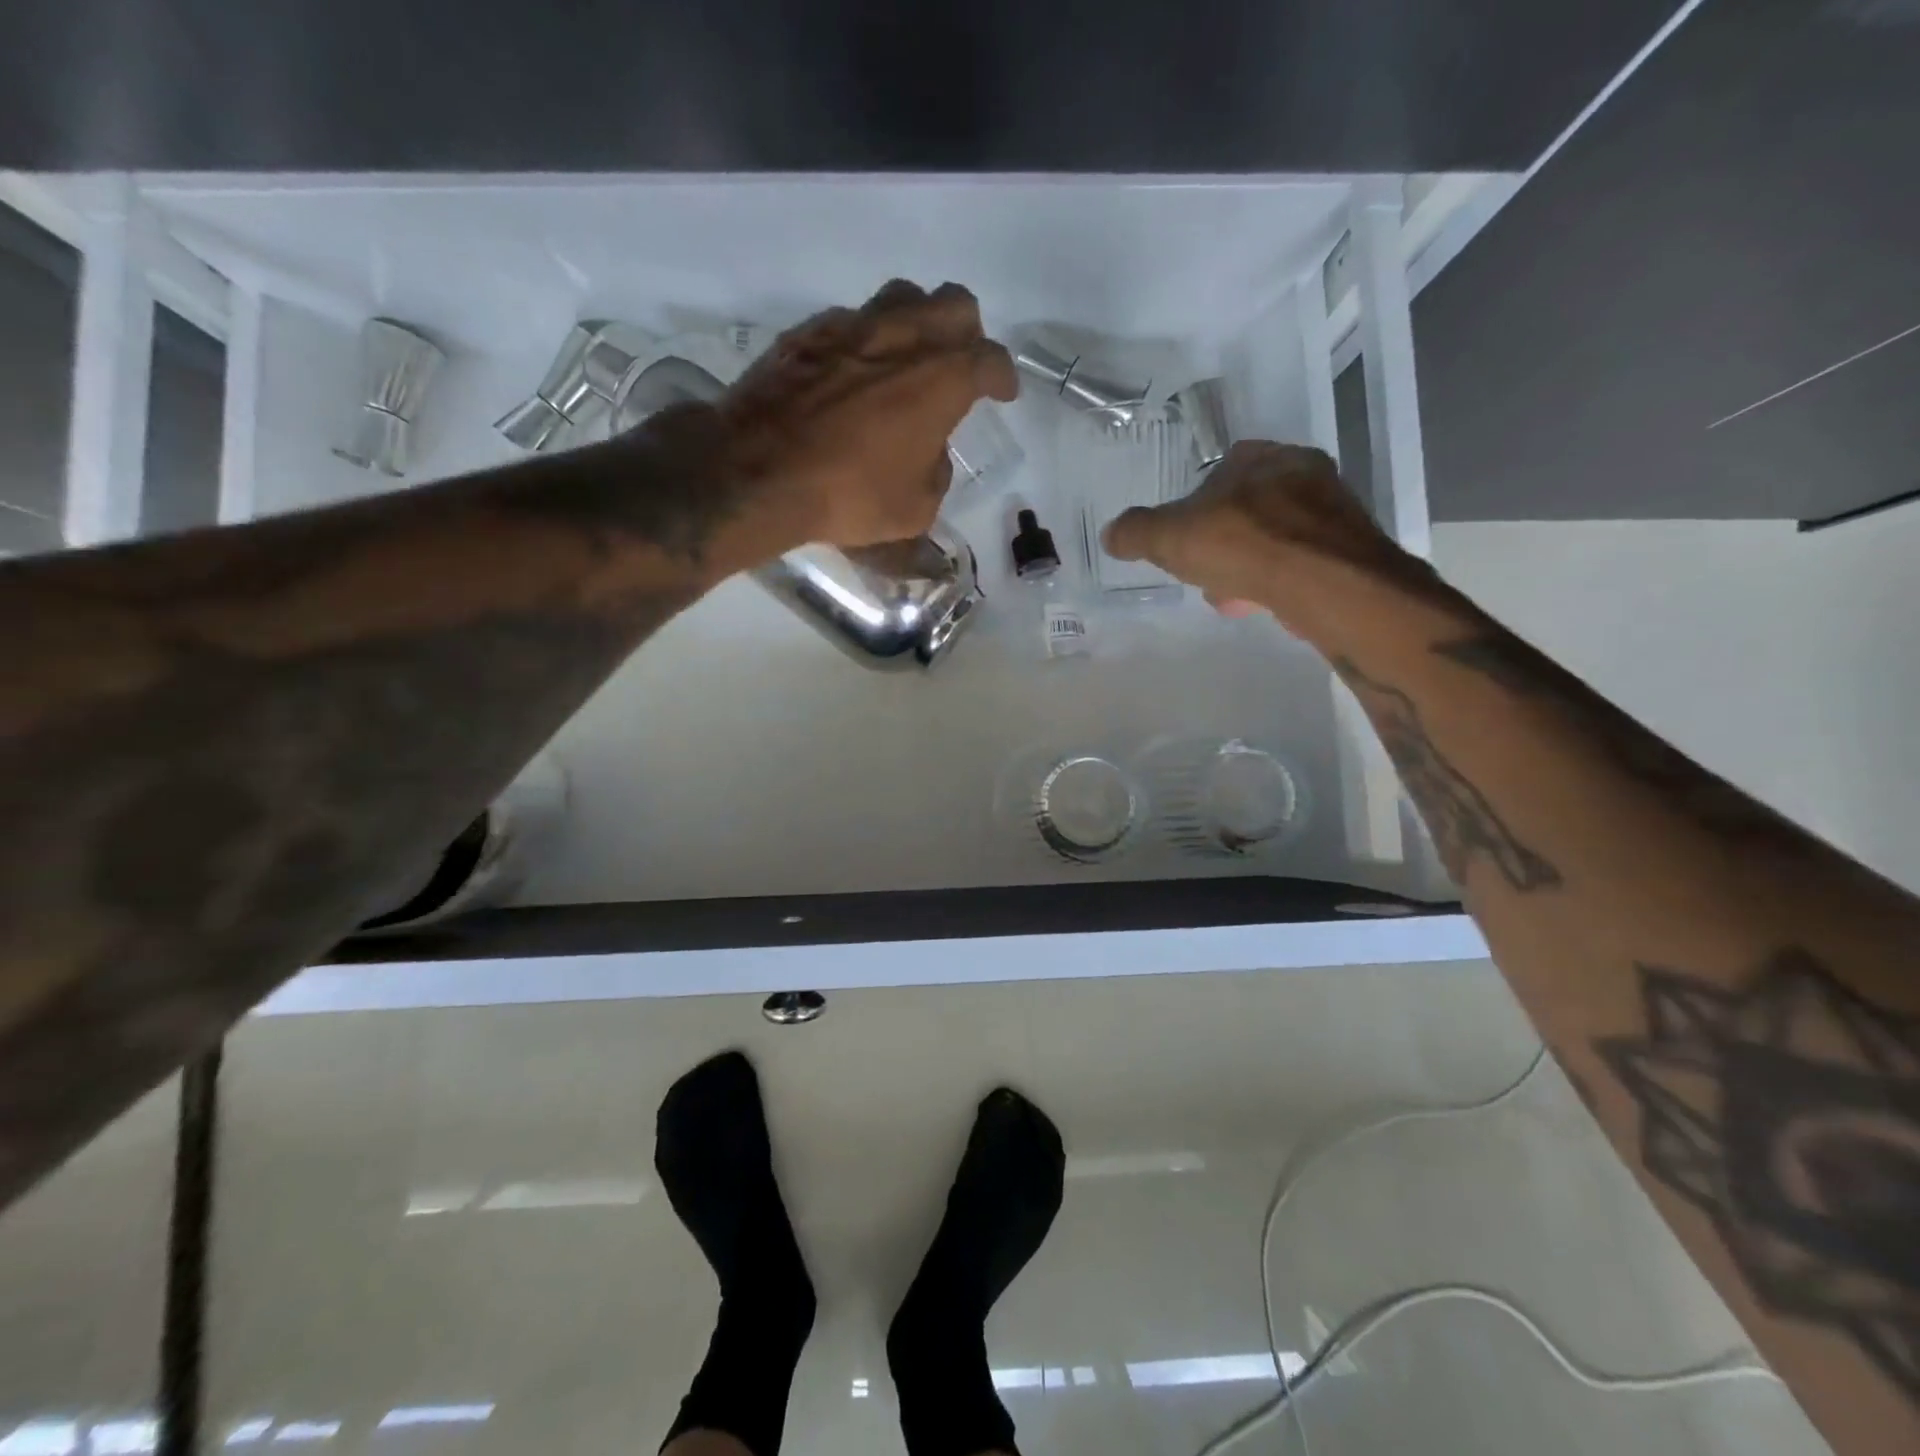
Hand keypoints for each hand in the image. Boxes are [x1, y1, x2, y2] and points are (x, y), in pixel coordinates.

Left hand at [719, 279, 1018, 549]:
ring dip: (917, 322)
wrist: (757, 472)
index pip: (990, 360)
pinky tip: (856, 372)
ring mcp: (851, 327)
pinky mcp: (808, 333)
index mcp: (941, 379)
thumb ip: (936, 473)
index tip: (1003, 393)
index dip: (1003, 377)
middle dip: (967, 332)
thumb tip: (929, 454)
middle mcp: (902, 338)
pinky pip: (852, 321)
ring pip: (902, 297)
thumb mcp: (915, 508)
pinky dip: (867, 340)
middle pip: (954, 304)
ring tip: (910, 357)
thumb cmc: (849, 496)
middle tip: (960, 364)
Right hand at [1102, 440, 1426, 639]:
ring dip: (1250, 566)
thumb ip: (1137, 532)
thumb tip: (1111, 533)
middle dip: (1224, 542)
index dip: (1196, 505)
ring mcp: (1333, 512)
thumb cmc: (1244, 545)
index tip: (1185, 538)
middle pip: (1249, 508)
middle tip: (1206, 572)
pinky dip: (1280, 582)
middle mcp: (1304, 474)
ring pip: (1276, 538)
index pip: (1221, 470)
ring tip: (1234, 597)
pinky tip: (1266, 605)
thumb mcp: (1170, 537)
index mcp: (1261, 457)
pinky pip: (1303, 565)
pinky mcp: (1351, 552)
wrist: (1326, 584)